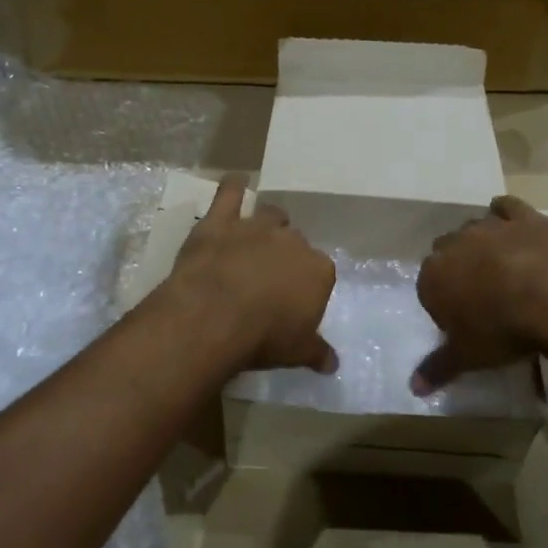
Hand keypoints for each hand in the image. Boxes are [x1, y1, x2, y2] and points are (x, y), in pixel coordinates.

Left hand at [166, 174, 337, 373]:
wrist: (214, 318)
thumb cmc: (263, 338)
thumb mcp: (297, 353)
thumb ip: (317, 353)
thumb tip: (333, 365)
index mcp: (318, 270)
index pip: (320, 272)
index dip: (307, 286)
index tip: (295, 301)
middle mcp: (292, 242)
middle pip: (296, 242)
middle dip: (287, 255)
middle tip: (271, 277)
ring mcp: (255, 227)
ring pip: (271, 215)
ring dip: (268, 224)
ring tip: (258, 238)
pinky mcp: (220, 221)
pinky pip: (229, 193)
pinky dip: (232, 186)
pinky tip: (235, 182)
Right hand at [413, 195, 547, 392]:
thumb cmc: (501, 331)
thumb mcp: (467, 357)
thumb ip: (438, 368)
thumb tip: (413, 388)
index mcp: (433, 277)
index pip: (428, 286)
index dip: (443, 302)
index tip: (460, 319)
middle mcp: (454, 245)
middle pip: (446, 252)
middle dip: (458, 268)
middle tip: (480, 294)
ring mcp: (489, 227)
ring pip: (474, 228)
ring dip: (481, 243)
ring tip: (501, 265)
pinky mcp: (523, 217)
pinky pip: (507, 207)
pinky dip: (506, 213)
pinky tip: (512, 223)